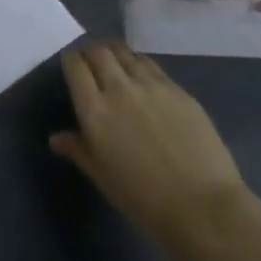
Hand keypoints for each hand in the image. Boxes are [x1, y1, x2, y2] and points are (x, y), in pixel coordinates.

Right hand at [51, 41, 254, 258]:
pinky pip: (151, 65)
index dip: (70, 62)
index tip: (71, 68)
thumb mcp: (103, 178)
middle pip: (99, 52)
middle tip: (92, 66)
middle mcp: (119, 88)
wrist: (203, 209)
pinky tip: (144, 79)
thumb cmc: (144, 201)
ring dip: (115, 55)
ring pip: (125, 53)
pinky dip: (140, 65)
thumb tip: (56, 138)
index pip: (75, 66)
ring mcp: (151, 85)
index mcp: (95, 111)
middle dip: (91, 54)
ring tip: (117, 66)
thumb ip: (78, 150)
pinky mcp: (178, 89)